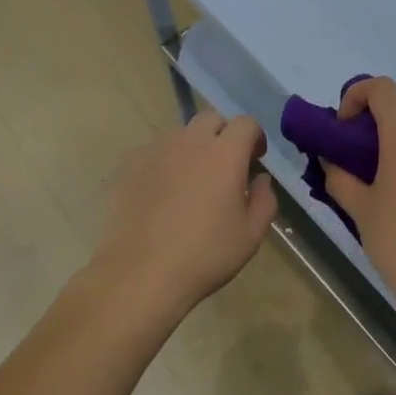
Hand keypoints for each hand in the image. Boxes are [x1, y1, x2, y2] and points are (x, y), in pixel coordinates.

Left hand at [91, 113, 278, 326]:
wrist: (140, 275)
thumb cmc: (204, 256)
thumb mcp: (251, 236)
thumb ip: (265, 200)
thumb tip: (261, 179)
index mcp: (225, 154)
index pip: (246, 123)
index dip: (255, 137)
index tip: (255, 160)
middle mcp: (191, 142)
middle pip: (211, 119)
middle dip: (223, 134)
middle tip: (225, 166)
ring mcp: (157, 150)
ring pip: (181, 133)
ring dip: (193, 146)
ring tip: (192, 179)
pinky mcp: (130, 165)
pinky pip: (154, 151)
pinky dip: (165, 161)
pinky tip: (162, 191)